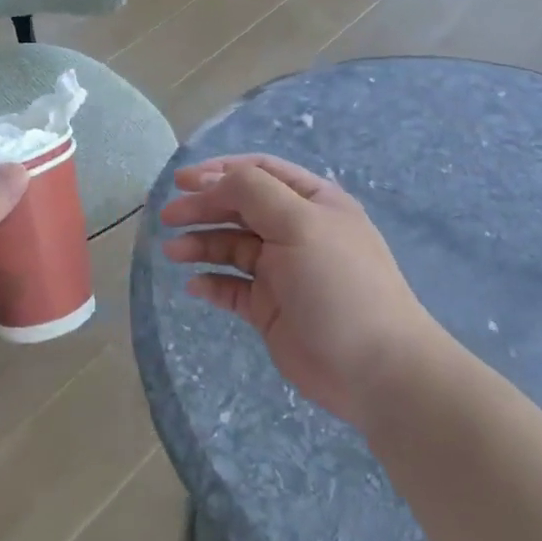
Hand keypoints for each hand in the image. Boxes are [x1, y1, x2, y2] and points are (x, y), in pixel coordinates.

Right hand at [159, 153, 443, 426]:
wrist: (373, 368)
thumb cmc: (338, 284)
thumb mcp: (299, 222)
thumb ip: (253, 191)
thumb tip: (212, 182)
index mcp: (312, 203)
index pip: (259, 172)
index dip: (219, 172)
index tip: (181, 182)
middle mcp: (296, 231)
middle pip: (239, 208)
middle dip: (203, 208)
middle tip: (168, 218)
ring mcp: (282, 271)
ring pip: (230, 247)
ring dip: (200, 244)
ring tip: (172, 253)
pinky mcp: (269, 308)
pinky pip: (231, 287)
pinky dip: (210, 283)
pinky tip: (195, 286)